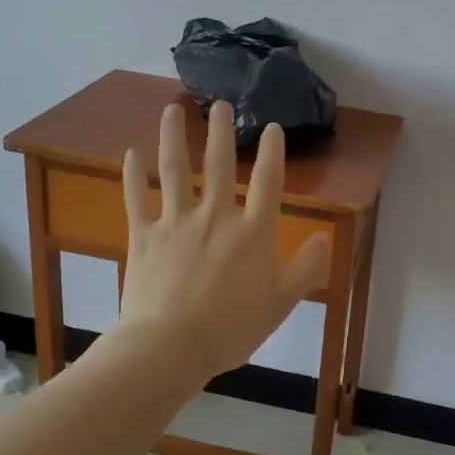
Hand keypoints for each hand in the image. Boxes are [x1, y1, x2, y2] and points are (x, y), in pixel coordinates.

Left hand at [115, 101, 328, 380]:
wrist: (168, 349)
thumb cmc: (229, 330)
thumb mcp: (279, 305)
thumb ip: (304, 270)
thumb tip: (323, 239)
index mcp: (252, 234)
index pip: (268, 183)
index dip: (272, 153)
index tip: (272, 128)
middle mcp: (215, 217)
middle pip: (218, 165)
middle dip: (220, 132)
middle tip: (219, 104)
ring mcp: (175, 223)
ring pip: (174, 171)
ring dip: (173, 137)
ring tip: (173, 110)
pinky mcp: (143, 236)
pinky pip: (136, 198)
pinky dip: (133, 175)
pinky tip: (130, 153)